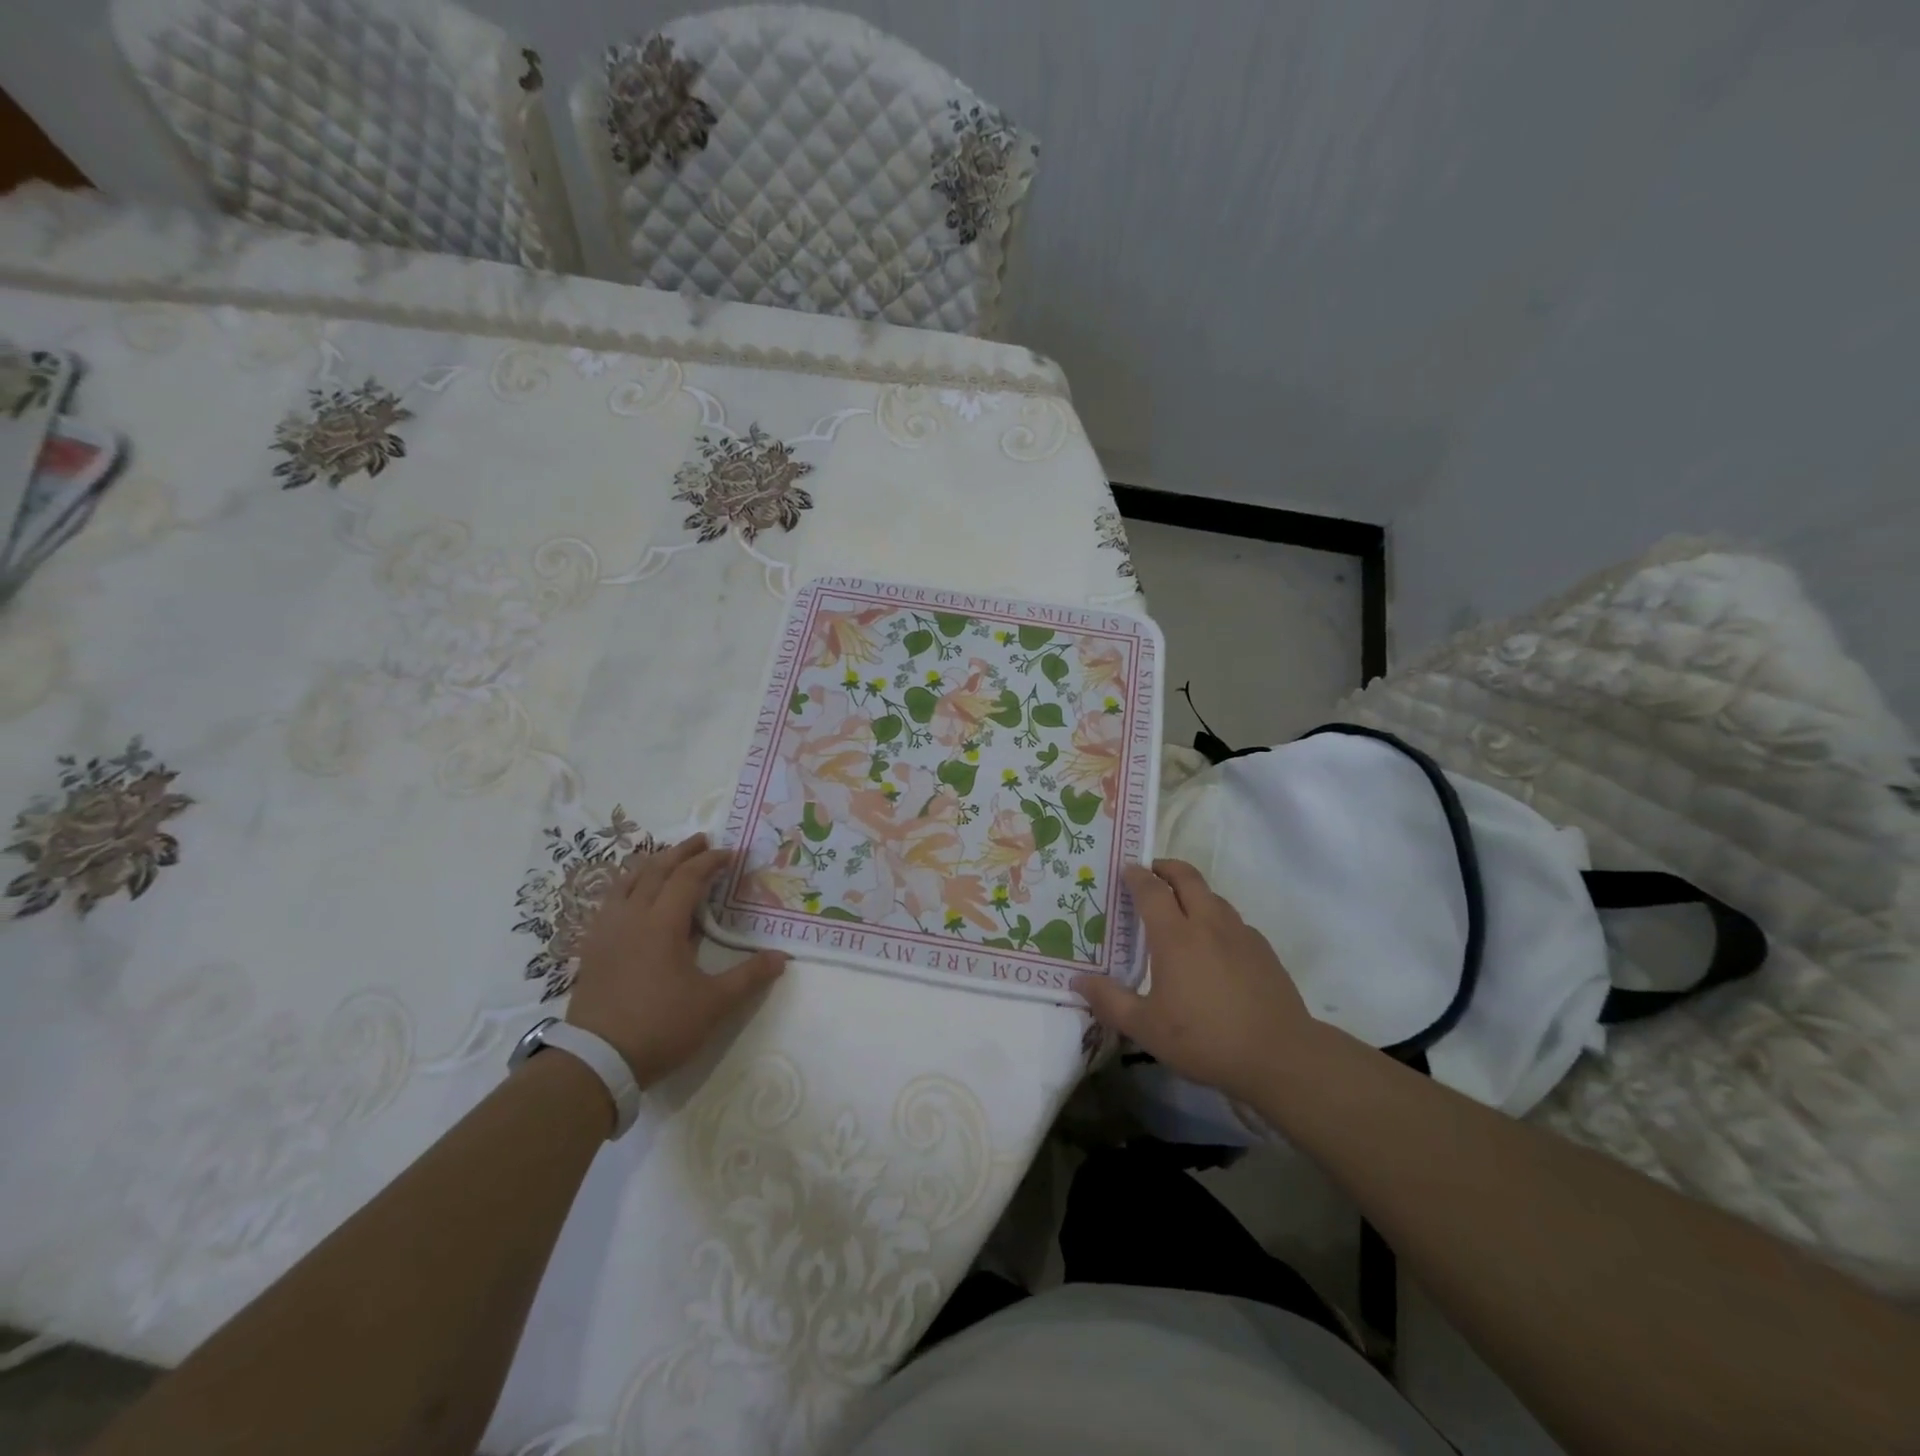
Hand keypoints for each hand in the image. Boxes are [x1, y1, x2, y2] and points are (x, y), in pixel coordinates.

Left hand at [565, 834, 786, 1088]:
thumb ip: (749, 977)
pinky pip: (610, 901)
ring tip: (667, 858)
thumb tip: (781, 958)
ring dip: (651, 864)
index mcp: (662, 924)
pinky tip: (634, 896)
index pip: (688, 878)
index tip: (730, 853)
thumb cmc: (660, 1027)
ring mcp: (606, 931)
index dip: (710, 862)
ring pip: (627, 881)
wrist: (596, 1061)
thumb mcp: (713, 1004)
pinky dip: (628, 886)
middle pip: (655, 870)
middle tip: (701, 840)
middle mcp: (632, 917)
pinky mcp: (592, 948)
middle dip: (681, 852)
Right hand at [1073, 859, 1316, 1104]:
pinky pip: (1233, 920)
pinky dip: (1216, 917)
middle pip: (1187, 877)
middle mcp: (1208, 923)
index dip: (1136, 876)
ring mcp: (1240, 934)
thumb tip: (1078, 982)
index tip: (1126, 869)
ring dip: (1192, 890)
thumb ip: (1110, 1001)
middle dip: (1166, 868)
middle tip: (1151, 872)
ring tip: (1179, 906)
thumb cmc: (1205, 1039)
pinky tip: (1213, 943)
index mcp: (1175, 936)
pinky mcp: (1263, 949)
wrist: (1280, 1056)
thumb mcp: (1147, 1028)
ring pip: (1213, 895)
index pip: (1151, 890)